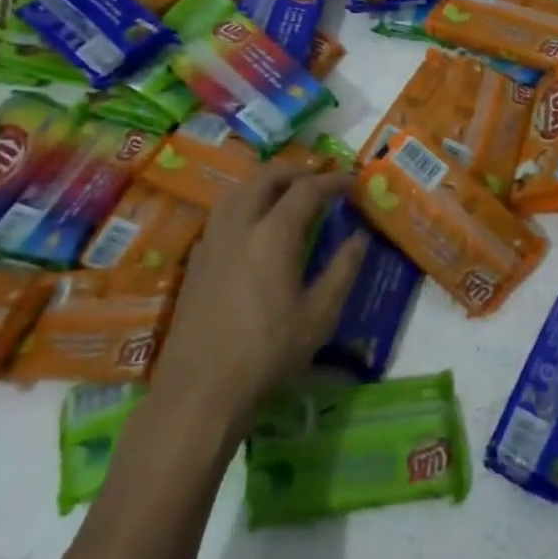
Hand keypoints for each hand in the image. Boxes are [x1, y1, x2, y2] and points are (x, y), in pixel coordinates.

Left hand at [151, 163, 366, 433]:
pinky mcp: (197, 259)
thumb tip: (360, 238)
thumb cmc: (268, 352)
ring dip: (266, 182)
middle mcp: (240, 225)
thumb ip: (342, 270)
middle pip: (266, 178)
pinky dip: (245, 201)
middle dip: (296, 170)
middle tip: (319, 177)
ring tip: (286, 191)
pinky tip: (254, 222)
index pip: (307, 190)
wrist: (201, 388)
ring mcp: (212, 240)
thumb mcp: (319, 315)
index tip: (353, 182)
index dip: (333, 181)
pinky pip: (222, 211)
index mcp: (273, 234)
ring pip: (238, 190)